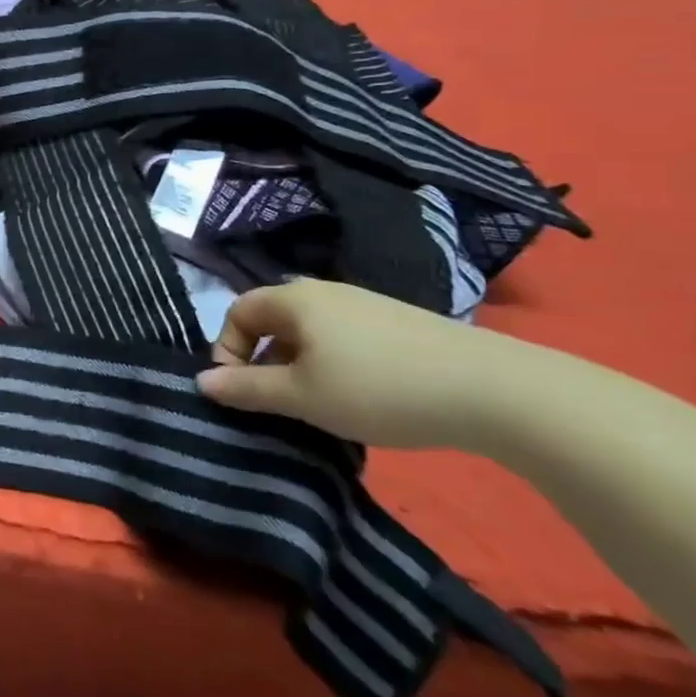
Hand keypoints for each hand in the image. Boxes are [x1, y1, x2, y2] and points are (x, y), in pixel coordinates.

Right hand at [196, 279, 540, 450]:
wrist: (494, 389)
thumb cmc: (377, 388)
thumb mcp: (303, 396)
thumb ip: (247, 388)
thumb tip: (202, 381)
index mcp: (294, 299)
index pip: (237, 311)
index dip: (226, 348)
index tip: (241, 390)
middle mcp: (324, 291)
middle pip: (273, 320)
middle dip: (264, 361)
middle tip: (278, 402)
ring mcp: (365, 304)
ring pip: (310, 332)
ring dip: (299, 366)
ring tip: (320, 405)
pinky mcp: (397, 322)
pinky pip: (343, 338)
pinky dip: (334, 364)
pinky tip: (361, 397)